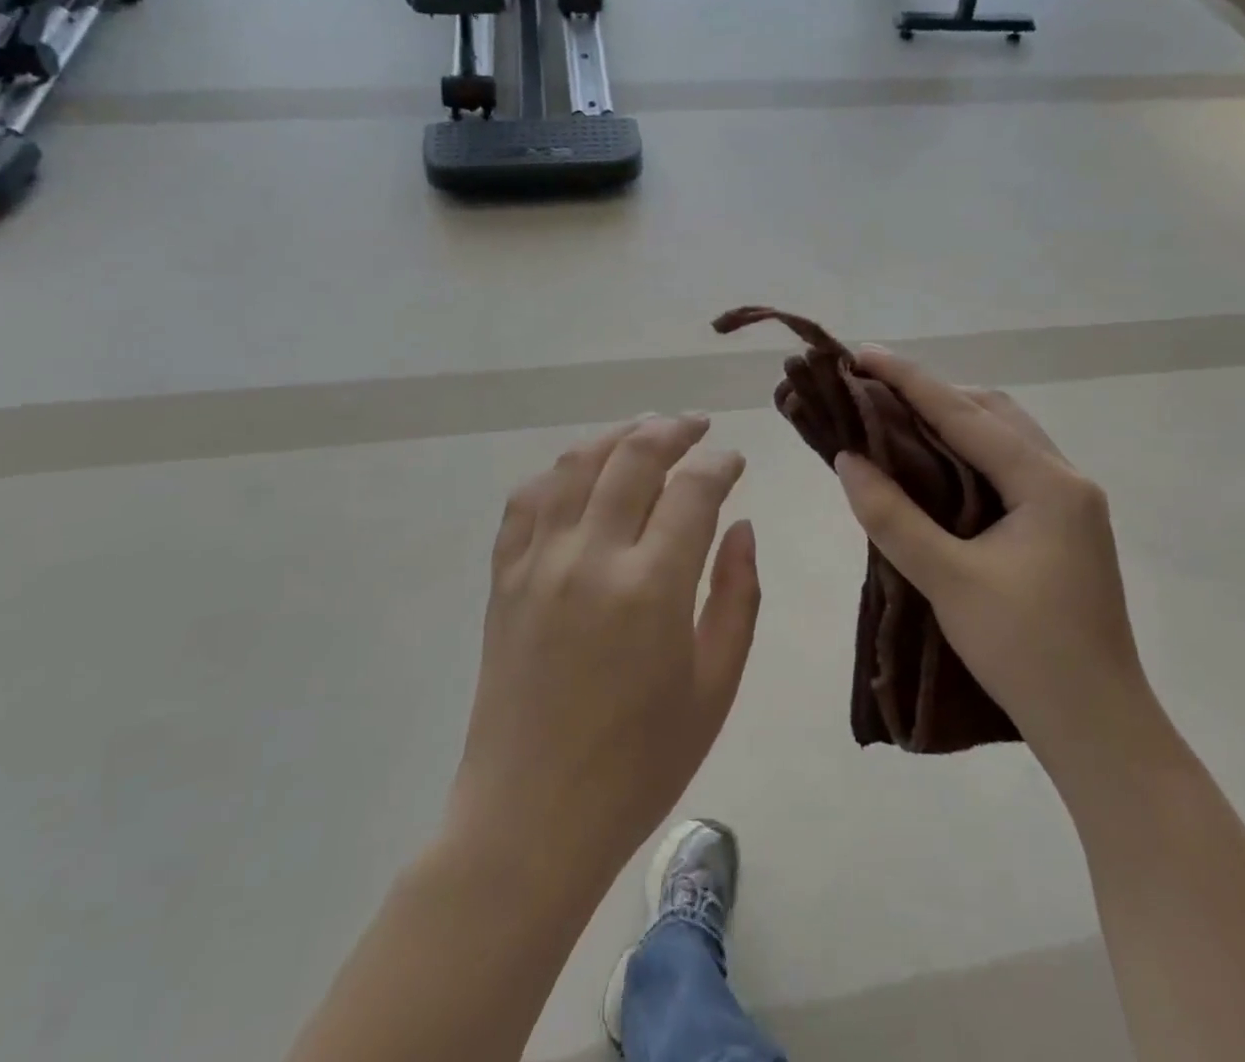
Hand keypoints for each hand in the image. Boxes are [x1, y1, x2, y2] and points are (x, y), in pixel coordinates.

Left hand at [449, 415, 761, 881]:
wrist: (532, 818)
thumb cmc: (640, 764)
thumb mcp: (715, 687)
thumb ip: (737, 596)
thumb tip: (741, 527)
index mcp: (652, 587)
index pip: (692, 489)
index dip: (719, 463)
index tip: (734, 460)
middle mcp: (591, 557)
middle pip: (632, 457)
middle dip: (672, 429)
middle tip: (696, 426)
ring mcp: (538, 563)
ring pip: (576, 464)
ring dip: (615, 436)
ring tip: (644, 431)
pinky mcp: (503, 578)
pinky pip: (526, 501)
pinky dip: (558, 473)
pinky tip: (579, 474)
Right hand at [833, 350, 1146, 770]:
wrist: (1098, 729)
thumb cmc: (1026, 652)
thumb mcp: (948, 581)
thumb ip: (893, 516)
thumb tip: (848, 459)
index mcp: (1049, 484)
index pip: (966, 414)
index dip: (909, 380)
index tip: (861, 354)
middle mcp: (1066, 480)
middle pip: (993, 413)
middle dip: (933, 394)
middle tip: (874, 391)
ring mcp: (1069, 505)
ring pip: (1004, 438)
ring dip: (952, 421)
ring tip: (897, 420)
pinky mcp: (1061, 528)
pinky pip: (1008, 467)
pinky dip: (968, 453)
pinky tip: (935, 467)